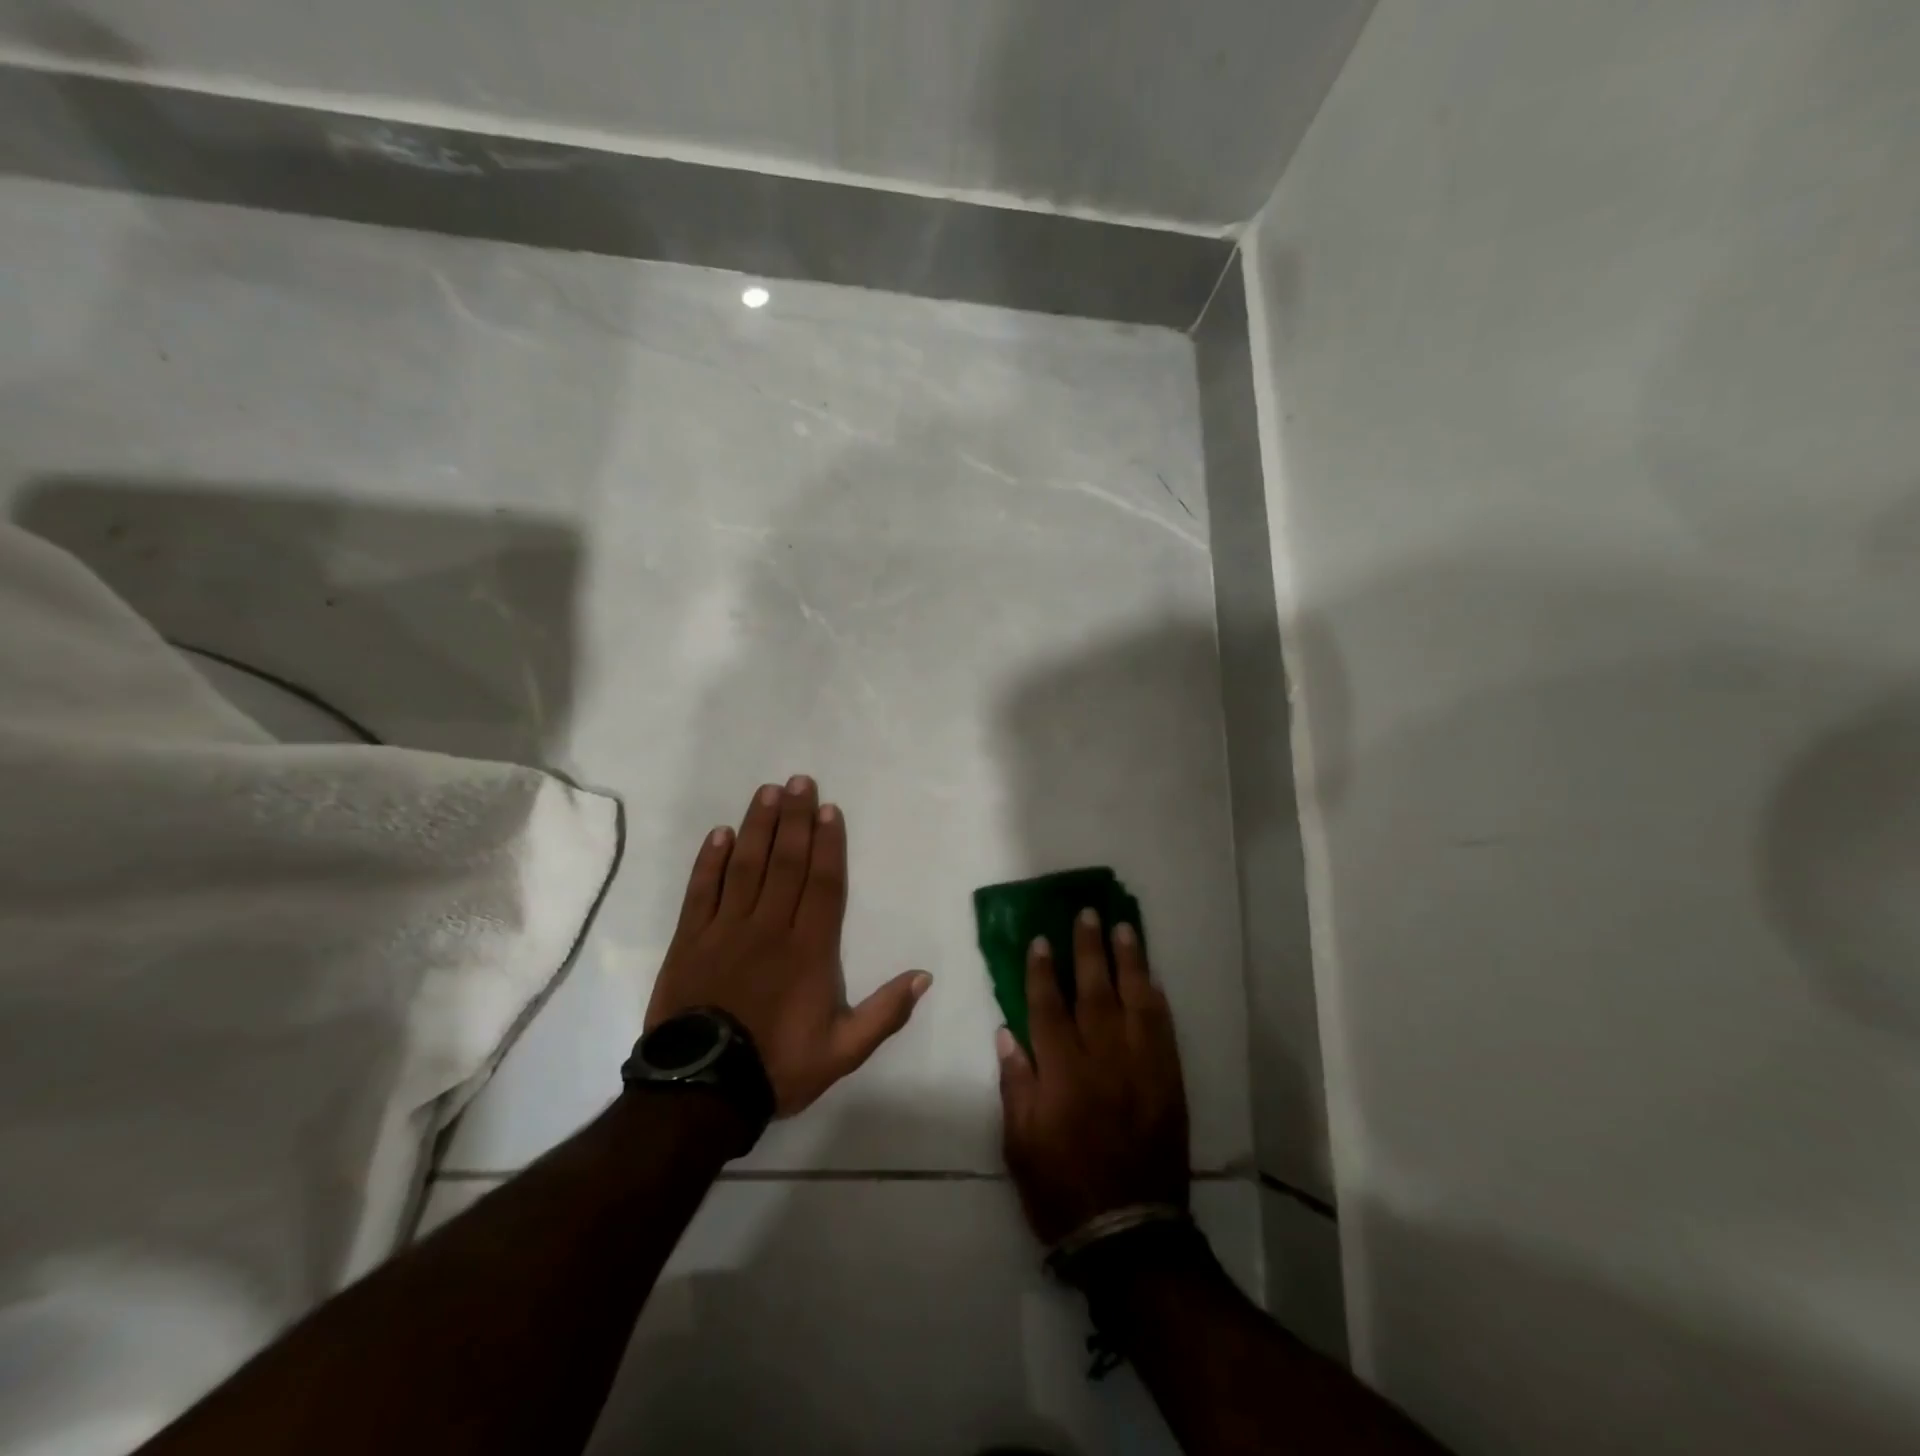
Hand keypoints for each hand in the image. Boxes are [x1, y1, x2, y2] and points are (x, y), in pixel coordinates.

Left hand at [646, 775, 930, 1116]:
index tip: (829, 809)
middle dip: (795, 819)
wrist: (701, 1091)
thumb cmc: (777, 1066)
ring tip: (767, 792)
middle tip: (800, 781)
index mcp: (809, 950)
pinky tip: (720, 834)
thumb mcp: (843, 1052)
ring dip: (758, 827)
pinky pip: (701, 891)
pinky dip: (709, 861)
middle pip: (786, 863)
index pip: (822, 884)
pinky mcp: (691, 940)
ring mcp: (726, 930)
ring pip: (746, 866)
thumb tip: (924, 975)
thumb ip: (885, 1013)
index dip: (828, 844)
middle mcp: (769, 928)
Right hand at [996, 909, 1189, 1245]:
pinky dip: (1157, 1000)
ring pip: (1135, 1002)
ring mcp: (1142, 1069)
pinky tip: (1152, 978)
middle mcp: (1104, 1061)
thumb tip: (1008, 1033)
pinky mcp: (1169, 1083)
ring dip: (1129, 962)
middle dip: (1089, 950)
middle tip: (1088, 913)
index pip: (1049, 1008)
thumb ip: (1016, 1084)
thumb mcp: (1020, 1145)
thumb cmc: (1062, 1189)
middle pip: (1095, 993)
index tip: (1042, 939)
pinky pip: (1164, 1031)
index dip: (1043, 971)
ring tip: (1124, 928)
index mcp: (1063, 1075)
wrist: (1129, 1234)